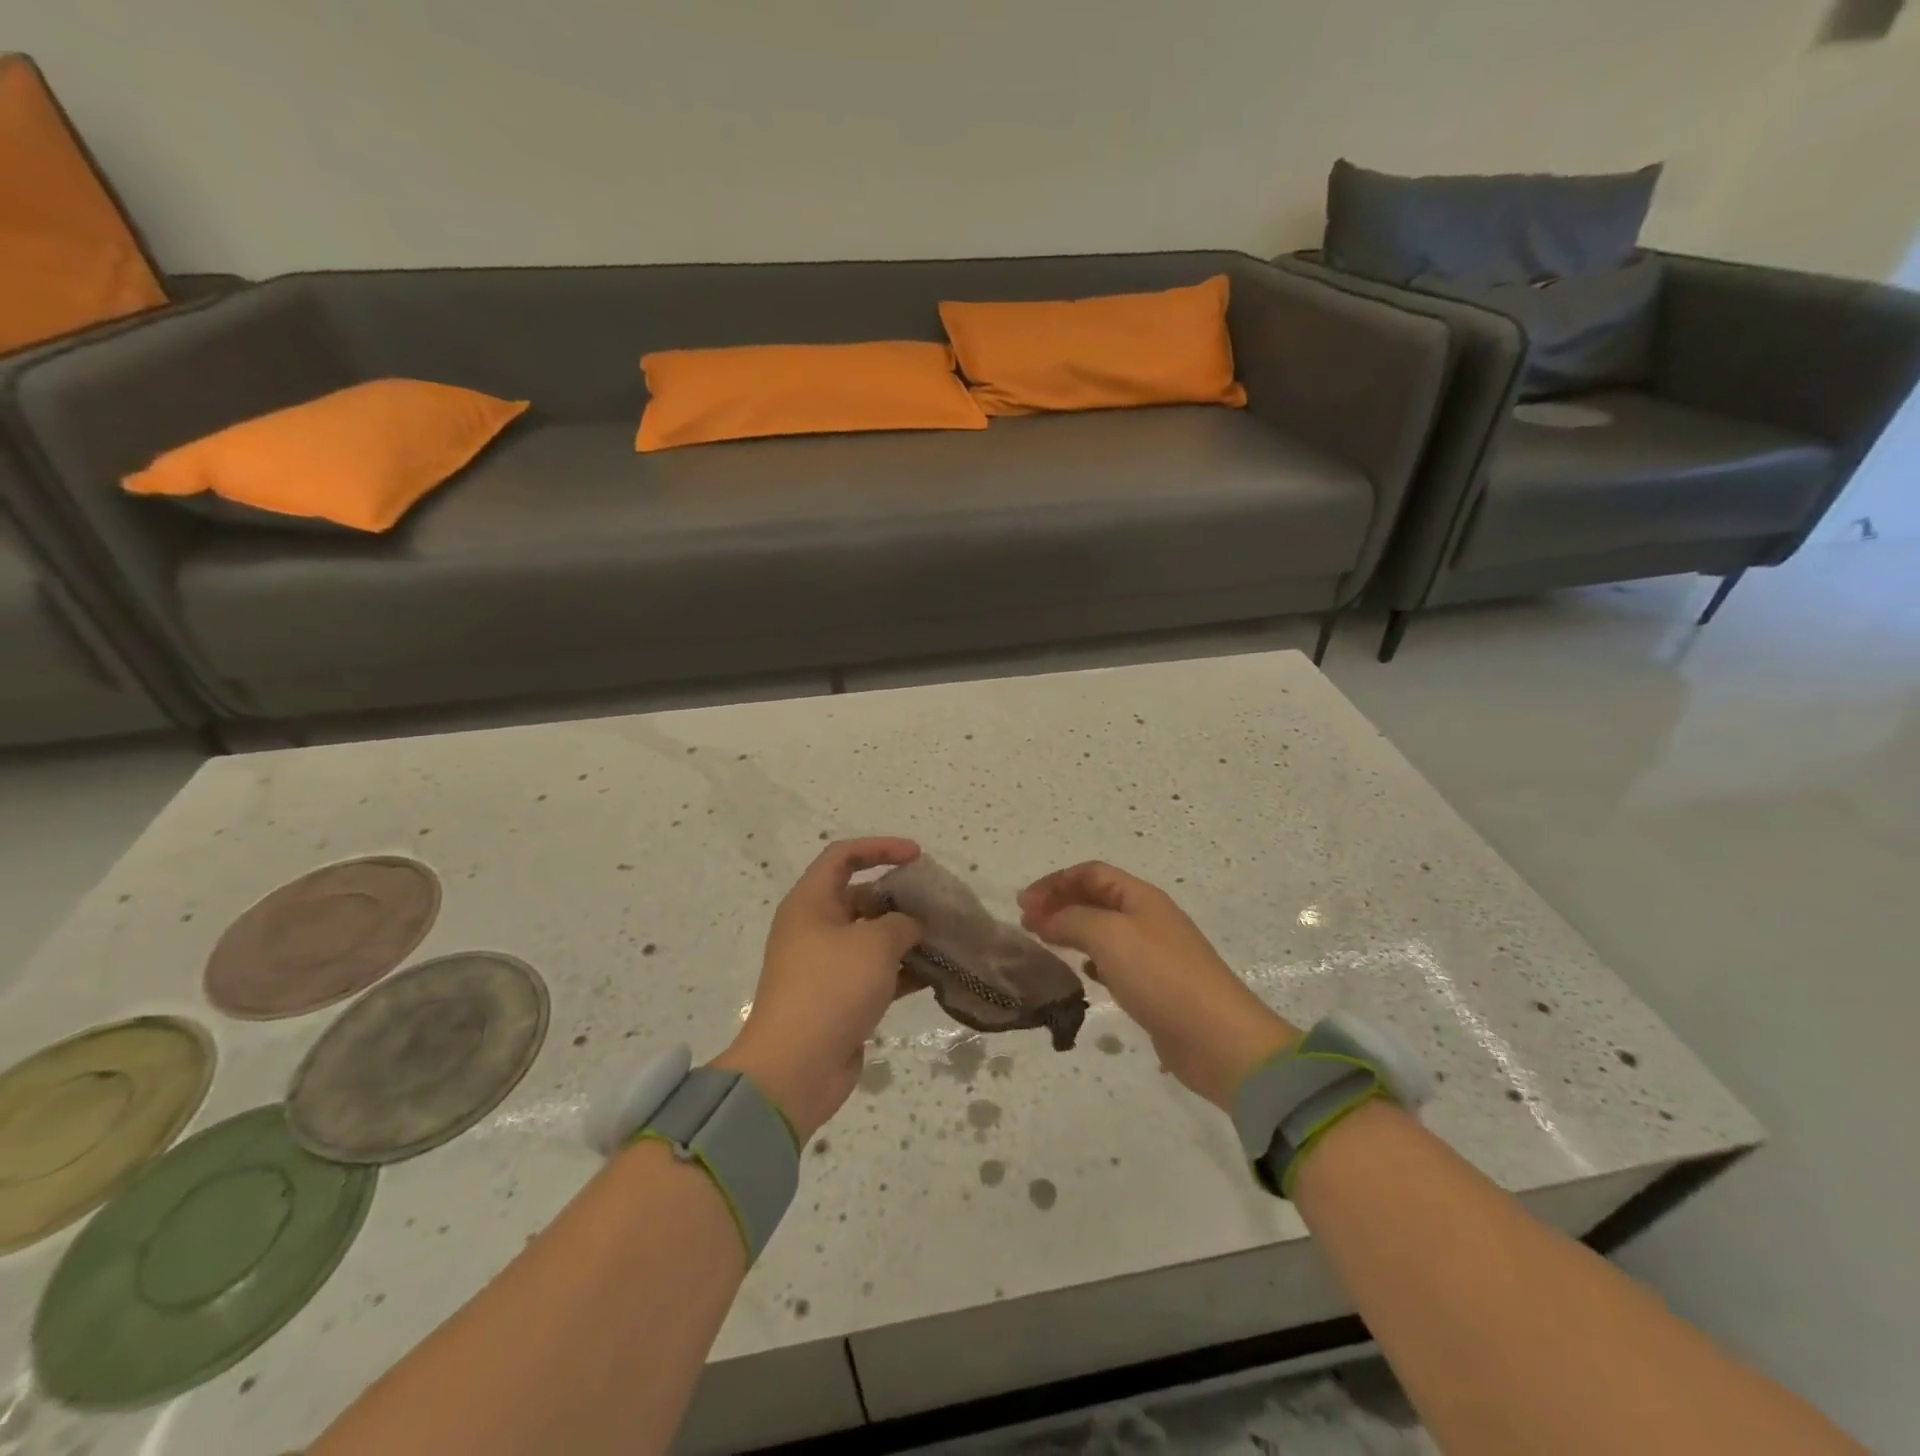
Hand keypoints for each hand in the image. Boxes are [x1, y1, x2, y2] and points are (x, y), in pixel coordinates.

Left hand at [713, 838, 924, 1140]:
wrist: (796, 1067)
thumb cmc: (831, 988)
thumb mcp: (874, 943)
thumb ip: (900, 923)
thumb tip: (910, 925)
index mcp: (811, 903)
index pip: (843, 856)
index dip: (880, 848)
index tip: (917, 856)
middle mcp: (815, 928)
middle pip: (861, 896)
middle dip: (899, 897)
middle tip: (937, 904)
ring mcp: (826, 965)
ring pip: (871, 937)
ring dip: (905, 936)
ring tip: (944, 936)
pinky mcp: (839, 998)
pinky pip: (875, 973)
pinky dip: (903, 970)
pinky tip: (936, 974)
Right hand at [1018, 862, 1298, 1109]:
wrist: (1217, 1039)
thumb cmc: (1160, 976)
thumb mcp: (1109, 936)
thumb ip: (1071, 920)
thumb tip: (1044, 917)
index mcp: (1141, 897)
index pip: (1090, 873)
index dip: (1055, 882)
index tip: (1023, 905)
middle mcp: (1148, 918)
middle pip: (1097, 898)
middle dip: (1060, 904)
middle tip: (1027, 924)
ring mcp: (1154, 953)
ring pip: (1104, 930)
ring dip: (1072, 930)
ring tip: (1045, 945)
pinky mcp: (1156, 986)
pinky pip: (1115, 961)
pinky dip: (1092, 960)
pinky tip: (1082, 973)